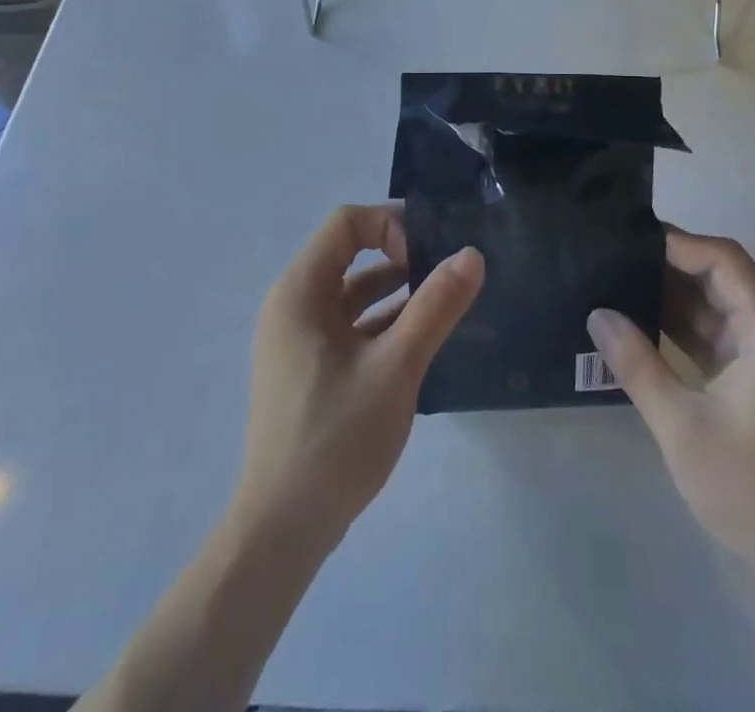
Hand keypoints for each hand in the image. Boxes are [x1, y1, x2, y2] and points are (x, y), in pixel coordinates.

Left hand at [234, 204, 483, 550]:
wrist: (283, 530)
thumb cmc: (336, 437)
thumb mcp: (397, 366)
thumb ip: (436, 306)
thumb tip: (472, 254)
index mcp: (300, 291)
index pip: (346, 223)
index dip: (390, 225)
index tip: (429, 254)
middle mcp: (293, 305)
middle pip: (348, 253)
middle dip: (400, 254)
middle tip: (448, 269)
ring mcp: (298, 340)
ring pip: (351, 293)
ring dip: (395, 290)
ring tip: (443, 300)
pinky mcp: (308, 369)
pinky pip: (348, 325)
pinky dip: (382, 322)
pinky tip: (420, 338)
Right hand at [587, 228, 754, 581]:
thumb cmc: (748, 487)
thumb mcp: (681, 425)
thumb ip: (637, 365)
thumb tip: (597, 314)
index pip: (725, 260)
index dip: (680, 244)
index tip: (632, 241)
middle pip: (720, 275)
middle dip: (670, 264)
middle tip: (616, 255)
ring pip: (714, 303)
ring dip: (671, 294)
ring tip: (618, 280)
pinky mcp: (753, 375)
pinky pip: (714, 332)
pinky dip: (680, 324)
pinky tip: (639, 321)